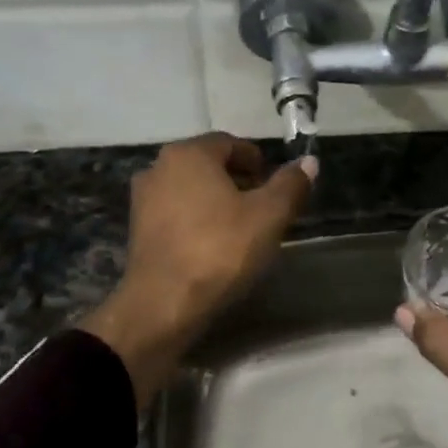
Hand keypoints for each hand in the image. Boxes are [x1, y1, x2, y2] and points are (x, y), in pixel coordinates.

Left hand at [80, 134, 315, 408]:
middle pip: (208, 165)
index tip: (276, 186)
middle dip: (238, 181)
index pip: (231, 143)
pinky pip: (176, 213)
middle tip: (264, 207)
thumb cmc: (220, 250)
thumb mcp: (268, 216)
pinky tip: (214, 245)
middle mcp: (159, 167)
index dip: (258, 161)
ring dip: (217, 201)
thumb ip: (290, 185)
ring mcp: (143, 199)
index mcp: (189, 154)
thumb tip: (309, 161)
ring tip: (242, 229)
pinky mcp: (138, 230)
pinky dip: (197, 220)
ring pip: (190, 190)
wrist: (164, 303)